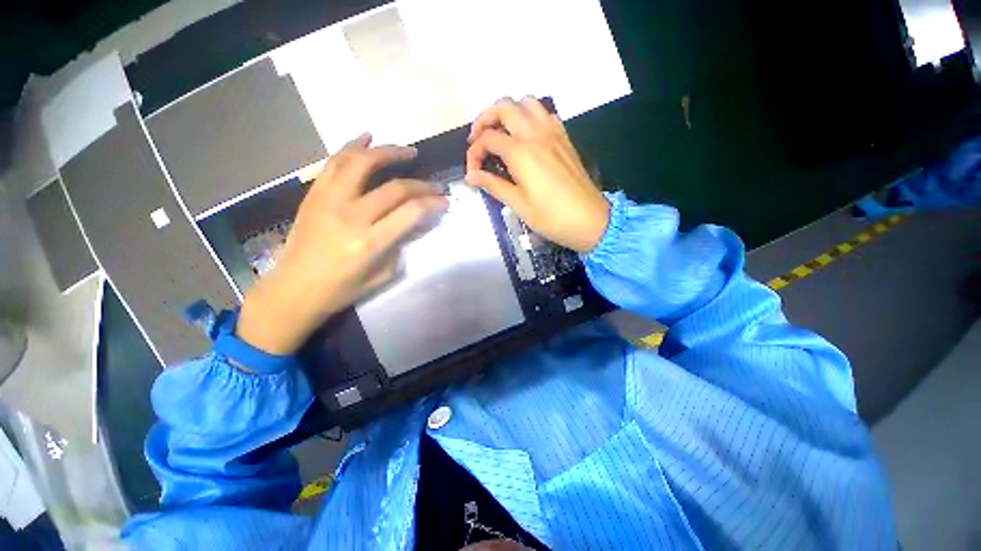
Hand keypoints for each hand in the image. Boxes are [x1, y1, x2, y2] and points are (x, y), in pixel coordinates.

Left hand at [238, 134, 448, 355]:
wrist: (294, 289)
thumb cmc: (342, 289)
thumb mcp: (383, 274)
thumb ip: (401, 244)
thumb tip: (416, 222)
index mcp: (370, 242)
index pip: (411, 211)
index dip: (432, 202)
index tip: (444, 200)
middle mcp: (351, 216)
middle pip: (394, 188)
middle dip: (421, 184)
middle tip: (435, 184)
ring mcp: (329, 201)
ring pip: (362, 163)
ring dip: (388, 153)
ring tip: (407, 151)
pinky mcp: (314, 194)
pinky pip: (334, 162)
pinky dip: (352, 146)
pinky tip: (367, 137)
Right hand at [466, 97, 609, 252]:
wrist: (589, 220)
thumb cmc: (551, 216)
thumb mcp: (518, 204)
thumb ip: (493, 185)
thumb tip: (471, 176)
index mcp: (520, 151)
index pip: (487, 139)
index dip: (474, 154)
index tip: (473, 173)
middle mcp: (535, 133)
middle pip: (504, 107)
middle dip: (485, 119)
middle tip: (478, 140)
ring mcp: (553, 132)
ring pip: (526, 103)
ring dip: (508, 112)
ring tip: (501, 134)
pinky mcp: (564, 138)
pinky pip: (544, 113)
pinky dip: (529, 116)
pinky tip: (526, 137)